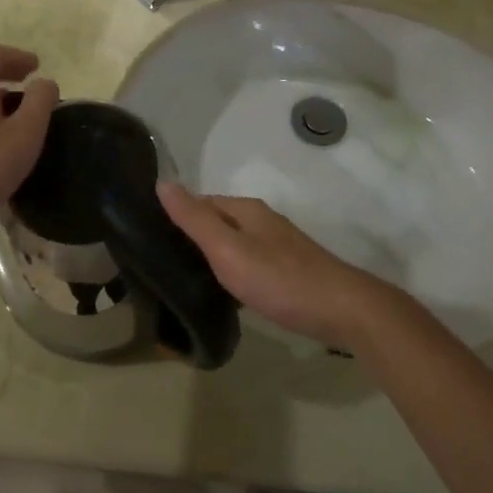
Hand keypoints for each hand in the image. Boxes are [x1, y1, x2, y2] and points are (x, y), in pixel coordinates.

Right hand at [156, 183, 389, 351]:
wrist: (341, 310)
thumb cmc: (279, 278)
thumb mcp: (228, 250)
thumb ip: (195, 220)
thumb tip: (163, 182)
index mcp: (245, 210)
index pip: (201, 202)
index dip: (176, 216)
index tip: (151, 238)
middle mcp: (261, 221)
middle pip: (218, 222)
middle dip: (193, 237)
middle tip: (163, 264)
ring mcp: (278, 245)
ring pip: (234, 244)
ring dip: (213, 256)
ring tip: (186, 281)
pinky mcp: (288, 270)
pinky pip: (249, 263)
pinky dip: (233, 273)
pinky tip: (224, 294)